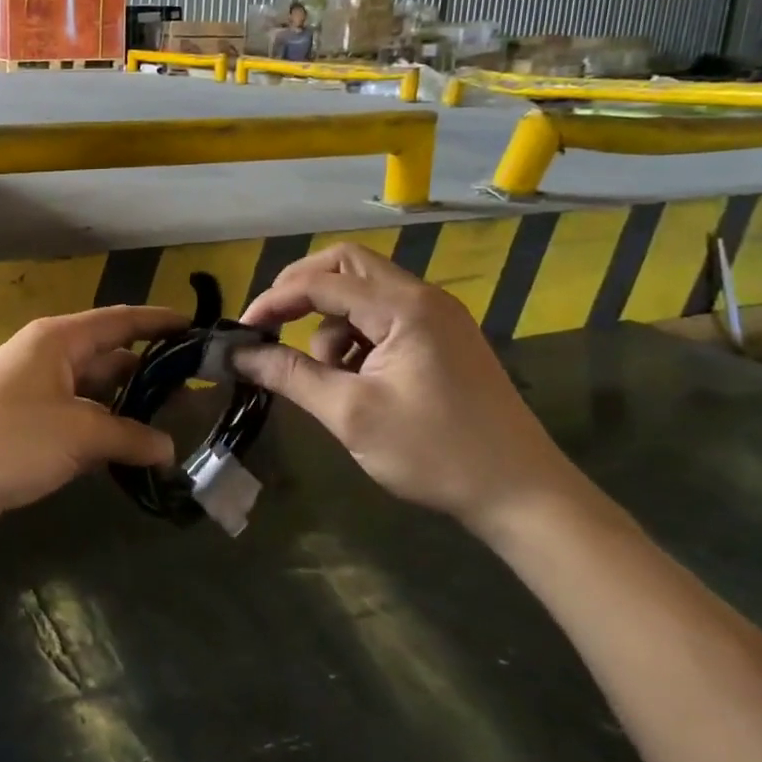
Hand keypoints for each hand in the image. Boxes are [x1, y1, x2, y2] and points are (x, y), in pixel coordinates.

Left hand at [0, 305, 185, 541]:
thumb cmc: (9, 439)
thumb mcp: (79, 434)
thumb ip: (129, 437)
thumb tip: (169, 448)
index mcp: (58, 340)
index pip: (120, 321)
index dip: (159, 321)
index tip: (198, 327)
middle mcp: (49, 359)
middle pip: (109, 358)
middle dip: (150, 374)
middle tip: (197, 393)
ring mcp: (37, 394)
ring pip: (96, 394)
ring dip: (129, 410)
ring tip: (176, 426)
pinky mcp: (29, 428)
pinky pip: (79, 422)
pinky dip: (105, 434)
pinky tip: (134, 454)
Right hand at [234, 244, 584, 539]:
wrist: (524, 496)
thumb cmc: (435, 453)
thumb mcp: (351, 415)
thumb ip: (290, 376)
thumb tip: (237, 355)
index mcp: (404, 307)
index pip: (322, 282)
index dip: (274, 300)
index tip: (242, 332)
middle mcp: (422, 297)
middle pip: (346, 265)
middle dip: (301, 290)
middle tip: (271, 325)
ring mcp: (436, 317)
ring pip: (363, 292)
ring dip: (330, 321)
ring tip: (326, 375)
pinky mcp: (441, 339)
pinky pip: (383, 317)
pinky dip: (355, 337)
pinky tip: (355, 380)